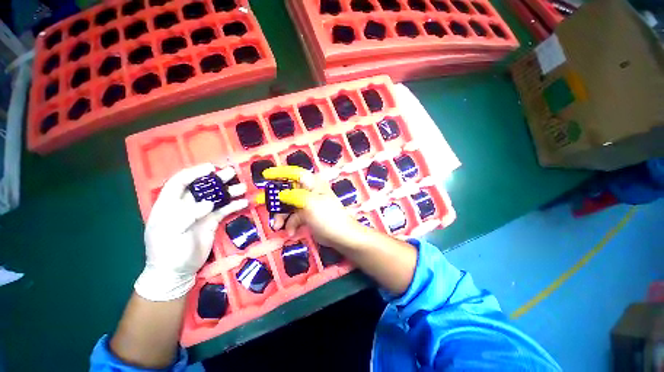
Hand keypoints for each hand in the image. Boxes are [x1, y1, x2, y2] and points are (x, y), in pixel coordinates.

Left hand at [135, 164, 247, 300]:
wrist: (177, 271)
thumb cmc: (167, 251)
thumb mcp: (170, 233)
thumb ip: (187, 215)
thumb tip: (209, 203)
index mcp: (170, 204)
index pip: (180, 182)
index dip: (194, 173)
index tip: (210, 168)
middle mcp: (187, 205)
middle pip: (202, 187)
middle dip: (217, 179)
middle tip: (232, 173)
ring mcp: (201, 213)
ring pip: (217, 197)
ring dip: (229, 191)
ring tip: (242, 187)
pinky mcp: (212, 221)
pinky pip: (225, 210)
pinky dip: (234, 206)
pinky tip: (245, 202)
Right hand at [263, 166, 360, 247]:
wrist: (340, 235)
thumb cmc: (327, 216)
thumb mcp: (309, 203)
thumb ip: (293, 196)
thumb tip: (280, 194)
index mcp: (312, 183)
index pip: (295, 173)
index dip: (280, 172)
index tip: (266, 175)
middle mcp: (309, 191)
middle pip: (287, 190)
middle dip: (277, 200)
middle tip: (262, 205)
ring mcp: (308, 203)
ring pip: (288, 205)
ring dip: (282, 216)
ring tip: (278, 227)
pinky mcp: (307, 215)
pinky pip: (294, 216)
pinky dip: (290, 224)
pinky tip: (291, 232)